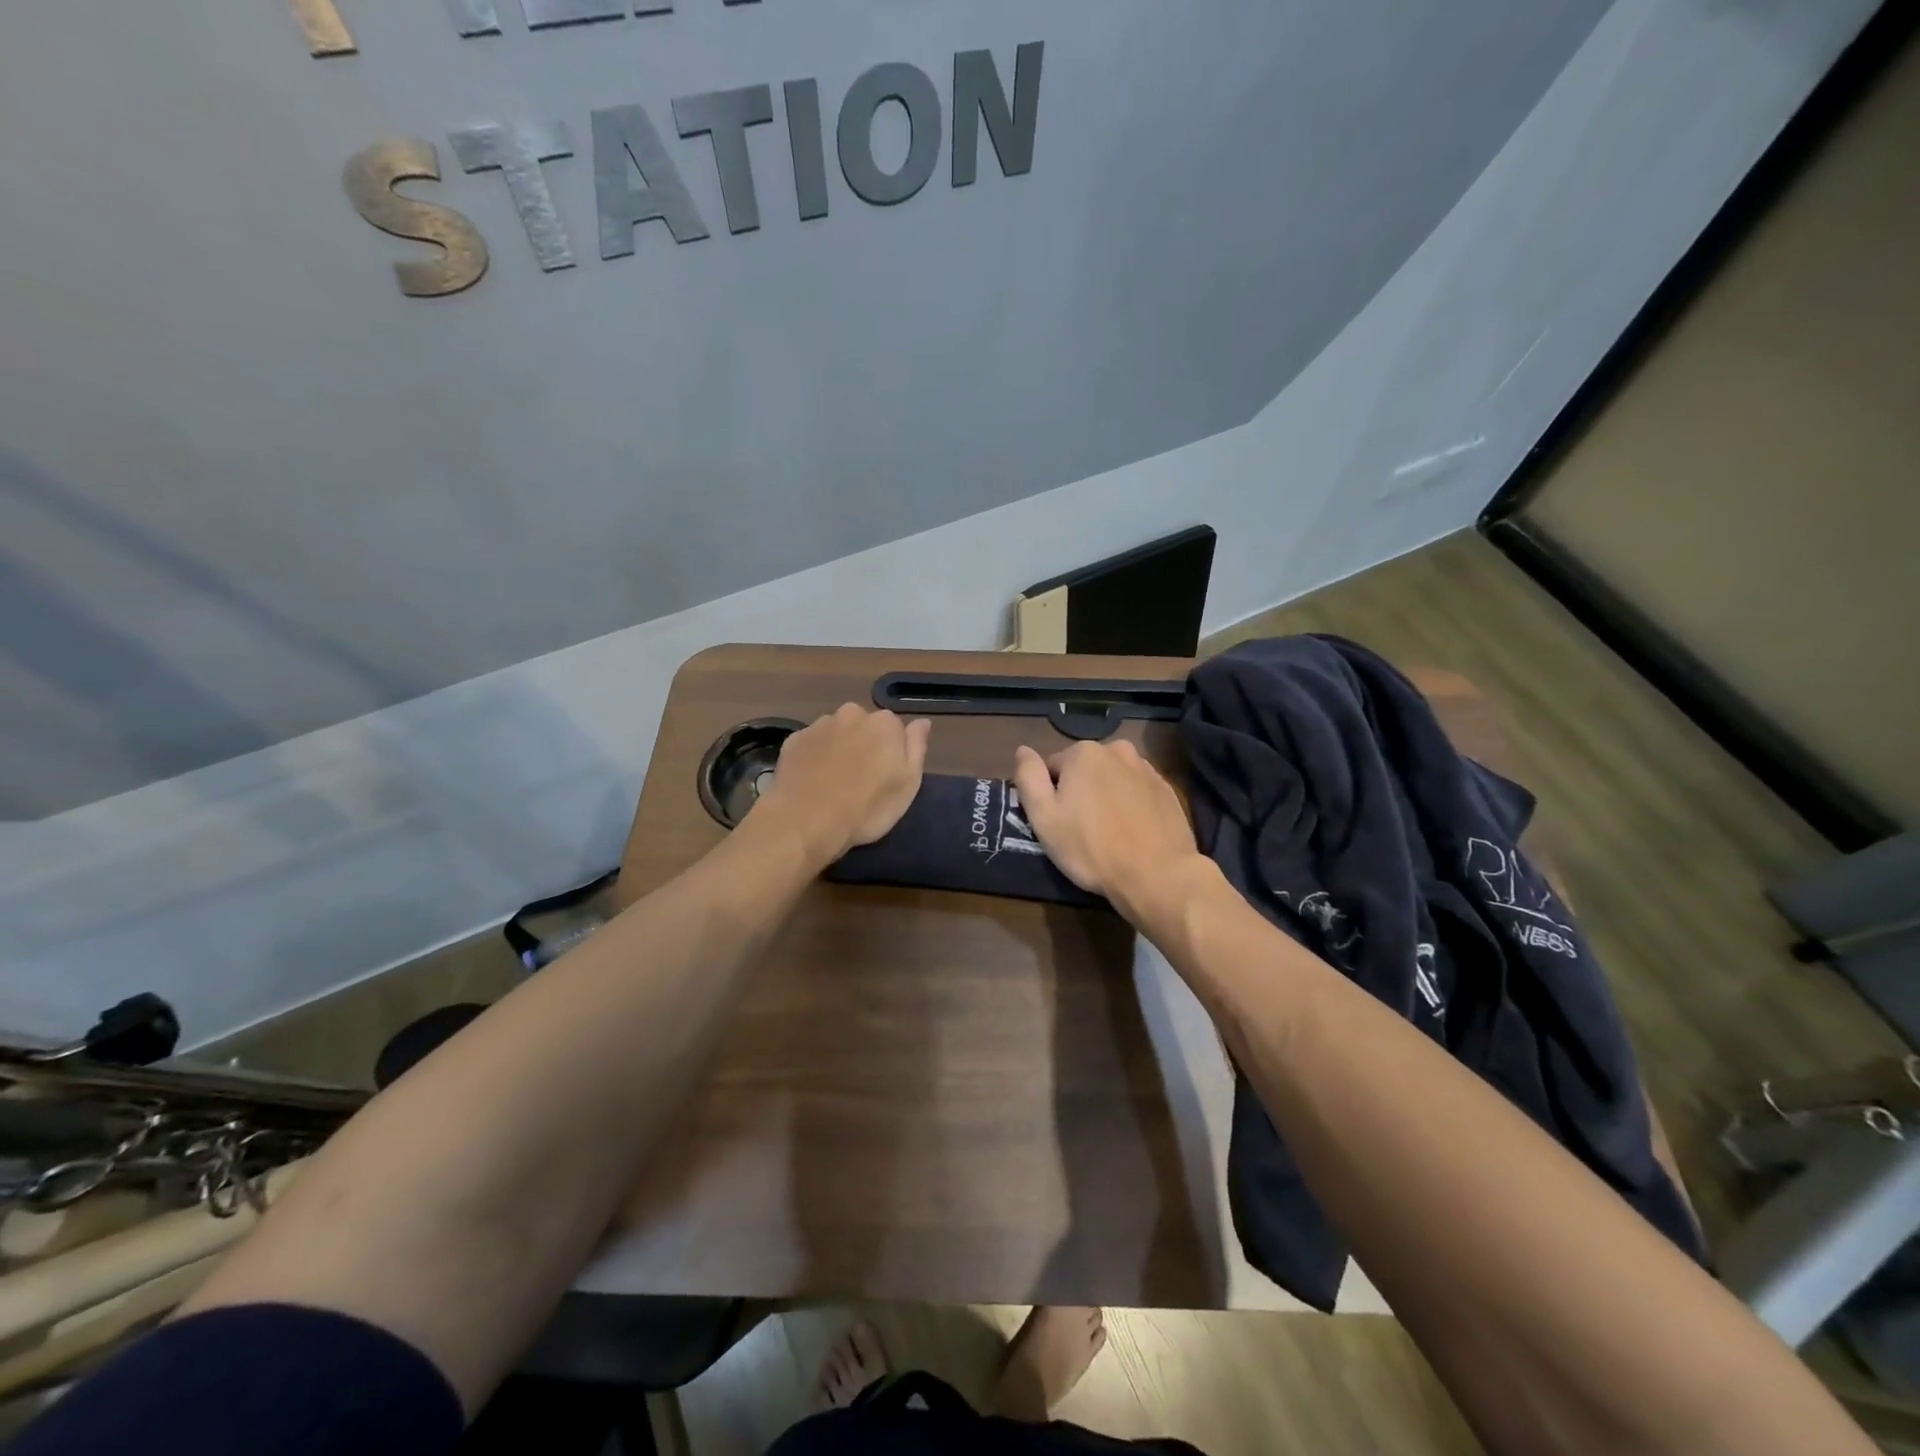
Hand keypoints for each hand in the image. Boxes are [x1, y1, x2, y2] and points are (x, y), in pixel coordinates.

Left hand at [754, 703, 930, 864]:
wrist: (807, 821)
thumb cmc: (867, 807)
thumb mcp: (908, 784)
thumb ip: (916, 747)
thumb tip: (922, 722)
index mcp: (885, 723)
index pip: (895, 729)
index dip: (892, 752)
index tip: (886, 776)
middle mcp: (852, 714)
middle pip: (864, 726)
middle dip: (864, 745)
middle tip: (860, 780)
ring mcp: (819, 725)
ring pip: (836, 732)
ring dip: (838, 749)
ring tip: (834, 782)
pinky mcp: (793, 740)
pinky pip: (812, 744)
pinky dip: (814, 757)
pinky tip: (813, 781)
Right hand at [1011, 740, 1207, 920]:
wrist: (1156, 874)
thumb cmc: (1091, 847)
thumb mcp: (1044, 817)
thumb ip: (1029, 777)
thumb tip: (1022, 750)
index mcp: (1083, 752)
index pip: (1053, 768)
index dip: (1051, 796)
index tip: (1058, 823)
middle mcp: (1117, 749)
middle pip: (1084, 770)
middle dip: (1080, 792)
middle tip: (1081, 830)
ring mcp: (1146, 768)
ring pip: (1112, 779)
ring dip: (1106, 796)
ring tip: (1108, 832)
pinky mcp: (1166, 789)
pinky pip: (1136, 791)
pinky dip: (1130, 805)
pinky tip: (1131, 831)